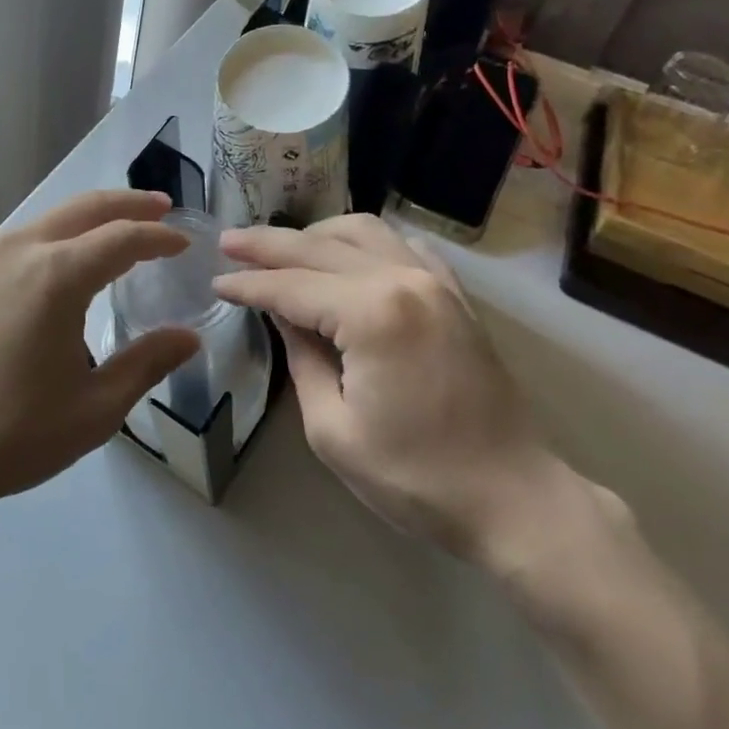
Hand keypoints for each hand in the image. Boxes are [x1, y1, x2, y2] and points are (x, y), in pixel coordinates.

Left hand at [0, 191, 200, 519]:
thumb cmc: (12, 434)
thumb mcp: (95, 408)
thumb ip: (147, 364)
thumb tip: (189, 338)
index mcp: (57, 275)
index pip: (123, 238)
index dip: (160, 237)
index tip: (185, 244)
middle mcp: (21, 251)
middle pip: (85, 208)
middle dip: (129, 204)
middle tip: (162, 208)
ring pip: (50, 218)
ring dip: (91, 216)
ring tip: (119, 229)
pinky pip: (24, 238)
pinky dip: (58, 234)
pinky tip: (65, 260)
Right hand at [214, 214, 554, 557]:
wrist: (512, 497)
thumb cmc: (415, 477)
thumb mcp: (333, 429)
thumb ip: (301, 359)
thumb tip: (283, 315)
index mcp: (372, 313)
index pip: (291, 286)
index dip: (249, 285)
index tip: (215, 282)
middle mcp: (404, 279)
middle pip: (320, 246)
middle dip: (269, 244)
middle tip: (228, 242)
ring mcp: (436, 281)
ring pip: (363, 231)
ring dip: (315, 234)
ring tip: (281, 247)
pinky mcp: (454, 295)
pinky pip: (401, 245)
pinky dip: (364, 241)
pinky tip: (345, 254)